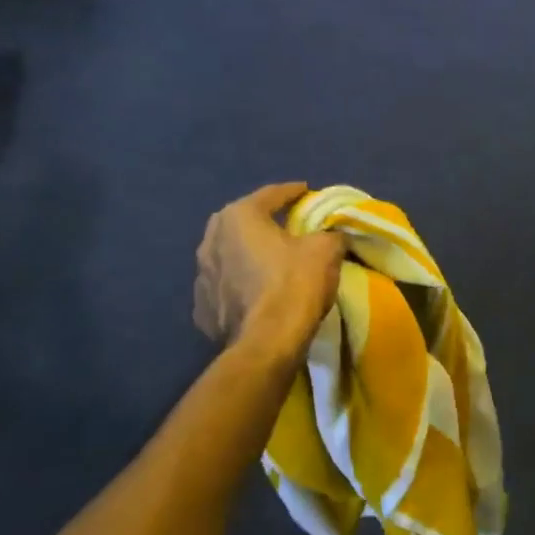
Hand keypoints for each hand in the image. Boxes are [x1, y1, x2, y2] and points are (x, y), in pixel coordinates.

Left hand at [194, 183, 345, 351]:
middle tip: (288, 225)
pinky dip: (240, 284)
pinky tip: (256, 292)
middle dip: (265, 221)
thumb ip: (329, 234)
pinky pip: (226, 286)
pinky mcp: (202, 308)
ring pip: (231, 254)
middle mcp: (211, 239)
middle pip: (244, 222)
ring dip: (249, 254)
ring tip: (271, 260)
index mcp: (239, 216)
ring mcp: (201, 275)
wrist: (267, 343)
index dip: (293, 192)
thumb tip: (333, 234)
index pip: (271, 195)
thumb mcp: (326, 250)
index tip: (307, 191)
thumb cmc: (295, 284)